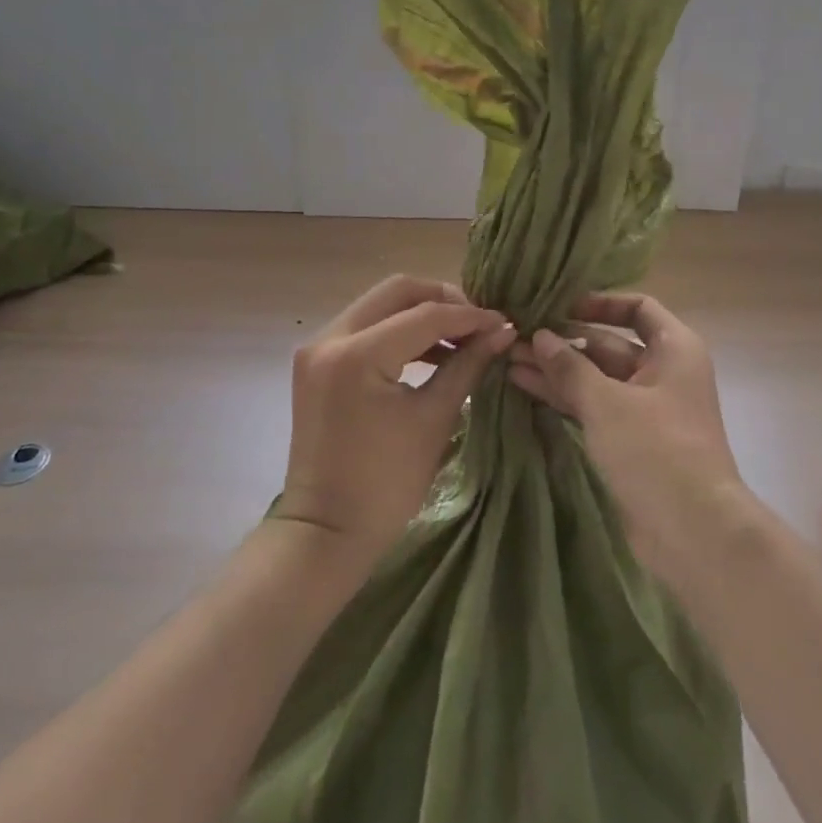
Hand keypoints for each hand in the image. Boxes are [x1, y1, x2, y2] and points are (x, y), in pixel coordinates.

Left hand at [279, 275, 514, 563]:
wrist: (326, 531)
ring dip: (421, 313)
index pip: (425, 315)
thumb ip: (467, 364)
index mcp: (357, 355)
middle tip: (478, 323)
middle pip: (397, 291)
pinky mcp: (317, 362)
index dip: (470, 316)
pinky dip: (399, 331)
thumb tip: (502, 332)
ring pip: (380, 304)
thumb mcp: (434, 418)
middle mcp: (330, 338)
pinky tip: (431, 352)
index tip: (503, 323)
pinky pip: (366, 327)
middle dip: (444, 300)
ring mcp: (318, 348)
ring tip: (461, 338)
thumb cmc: (387, 484)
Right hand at [508, 293, 744, 576]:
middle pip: (610, 345)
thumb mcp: (608, 402)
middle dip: (564, 342)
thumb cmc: (657, 450)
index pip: (638, 308)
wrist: (693, 531)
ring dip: (557, 371)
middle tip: (516, 336)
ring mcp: (646, 410)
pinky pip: (594, 409)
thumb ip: (571, 367)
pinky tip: (526, 389)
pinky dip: (565, 399)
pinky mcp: (631, 442)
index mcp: (674, 349)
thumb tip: (540, 336)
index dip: (600, 302)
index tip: (559, 306)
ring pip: (597, 379)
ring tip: (509, 360)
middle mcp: (663, 373)